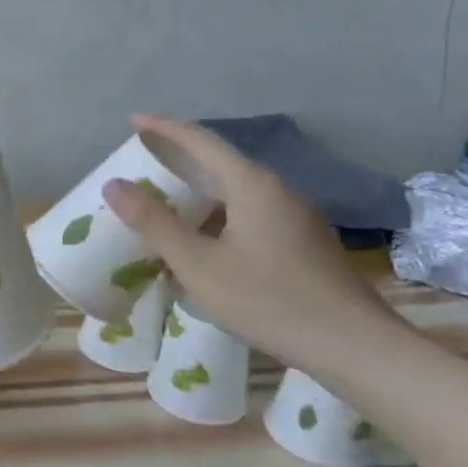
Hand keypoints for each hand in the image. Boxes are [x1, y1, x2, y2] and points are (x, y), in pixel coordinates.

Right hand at [103, 115, 402, 369]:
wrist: (353, 346)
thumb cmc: (268, 300)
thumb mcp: (199, 264)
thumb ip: (155, 223)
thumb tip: (114, 184)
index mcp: (252, 186)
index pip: (201, 141)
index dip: (164, 129)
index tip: (134, 121)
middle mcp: (278, 191)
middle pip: (221, 162)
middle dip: (180, 158)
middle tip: (144, 162)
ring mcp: (296, 216)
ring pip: (236, 190)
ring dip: (199, 189)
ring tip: (165, 201)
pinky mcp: (303, 241)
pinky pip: (250, 212)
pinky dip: (218, 212)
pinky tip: (204, 238)